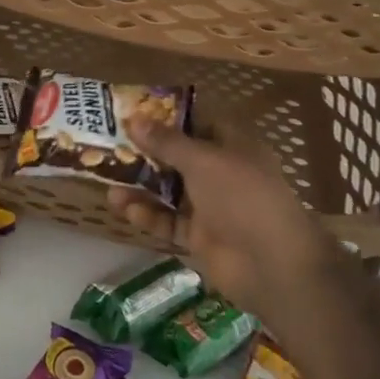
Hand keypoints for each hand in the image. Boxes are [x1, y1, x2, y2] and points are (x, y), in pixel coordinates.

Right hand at [108, 117, 351, 331]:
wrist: (272, 264)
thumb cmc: (242, 197)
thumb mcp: (203, 161)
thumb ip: (166, 142)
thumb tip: (133, 118)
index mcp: (233, 146)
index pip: (198, 123)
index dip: (167, 118)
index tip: (134, 114)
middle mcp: (222, 173)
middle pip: (178, 157)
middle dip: (146, 153)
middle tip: (109, 145)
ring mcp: (211, 206)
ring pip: (169, 190)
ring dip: (140, 186)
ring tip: (107, 180)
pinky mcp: (199, 236)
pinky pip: (168, 221)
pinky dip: (148, 215)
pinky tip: (124, 208)